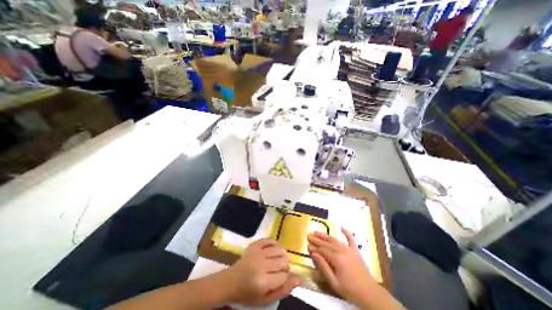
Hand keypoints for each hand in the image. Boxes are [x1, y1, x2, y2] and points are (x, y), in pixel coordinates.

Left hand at [225, 239, 300, 306]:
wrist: (232, 281)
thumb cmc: (249, 293)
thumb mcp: (266, 299)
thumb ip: (283, 290)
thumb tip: (299, 278)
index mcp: (262, 282)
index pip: (284, 276)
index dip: (285, 278)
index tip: (280, 279)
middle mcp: (261, 265)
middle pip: (283, 261)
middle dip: (285, 266)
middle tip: (279, 270)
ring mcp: (257, 252)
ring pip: (279, 249)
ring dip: (282, 255)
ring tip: (278, 260)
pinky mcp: (255, 244)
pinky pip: (270, 239)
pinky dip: (275, 244)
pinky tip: (274, 250)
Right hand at [309, 227, 377, 305]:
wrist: (370, 294)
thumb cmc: (350, 290)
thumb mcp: (334, 282)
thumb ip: (323, 267)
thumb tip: (313, 254)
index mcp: (337, 259)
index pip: (322, 250)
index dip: (314, 247)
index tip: (307, 244)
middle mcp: (342, 251)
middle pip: (327, 243)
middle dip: (317, 239)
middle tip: (309, 235)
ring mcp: (349, 249)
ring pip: (335, 240)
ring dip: (325, 236)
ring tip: (317, 232)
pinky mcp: (356, 250)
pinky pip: (351, 239)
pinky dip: (347, 233)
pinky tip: (342, 227)